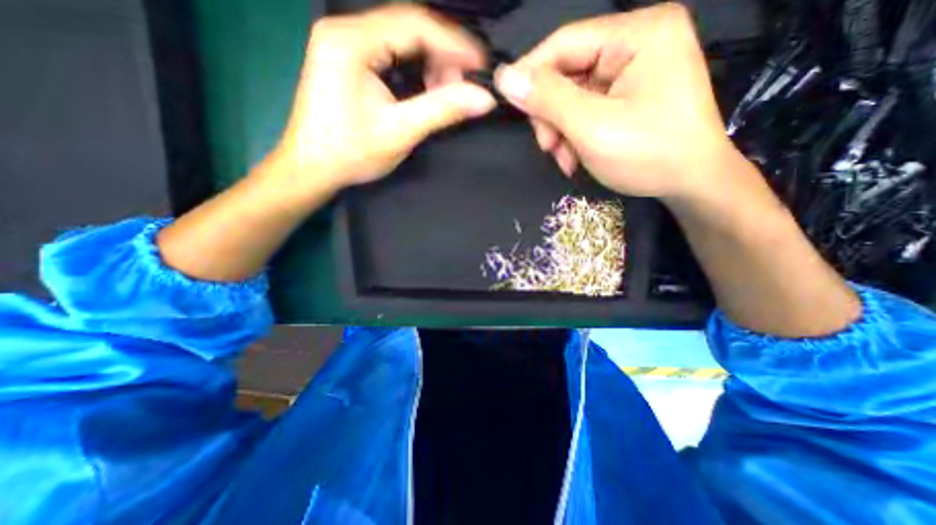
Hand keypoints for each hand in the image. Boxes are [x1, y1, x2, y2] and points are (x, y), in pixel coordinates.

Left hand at [276, 2, 497, 194]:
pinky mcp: (346, 59)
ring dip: (429, 63)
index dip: (454, 43)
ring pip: (400, 40)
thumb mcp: (401, 131)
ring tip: (445, 92)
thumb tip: (484, 98)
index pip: (414, 24)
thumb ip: (442, 110)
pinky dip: (413, 69)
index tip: (481, 63)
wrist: (312, 168)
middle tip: (462, 86)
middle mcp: (344, 30)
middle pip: (407, 27)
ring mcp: (343, 43)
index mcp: (352, 42)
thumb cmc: (351, 153)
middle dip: (442, 56)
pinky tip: (425, 89)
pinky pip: (390, 53)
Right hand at [493, 3, 743, 201]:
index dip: (530, 73)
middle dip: (551, 115)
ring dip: (561, 131)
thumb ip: (548, 100)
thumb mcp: (591, 127)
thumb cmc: (647, 154)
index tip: (508, 103)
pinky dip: (575, 135)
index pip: (565, 43)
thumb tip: (505, 78)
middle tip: (548, 147)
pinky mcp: (630, 95)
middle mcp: (637, 43)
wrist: (690, 183)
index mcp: (638, 34)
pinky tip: (576, 157)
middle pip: (568, 73)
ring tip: (565, 159)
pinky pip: (587, 110)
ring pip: (573, 97)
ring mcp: (634, 71)